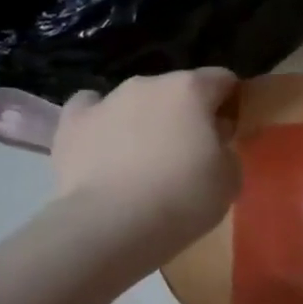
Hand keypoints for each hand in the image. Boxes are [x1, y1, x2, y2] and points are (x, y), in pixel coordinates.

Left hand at [49, 69, 241, 264]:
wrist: (112, 224)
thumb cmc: (184, 197)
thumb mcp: (230, 177)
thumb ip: (226, 148)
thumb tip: (212, 140)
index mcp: (191, 89)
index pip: (222, 79)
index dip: (231, 102)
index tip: (231, 130)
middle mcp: (148, 84)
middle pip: (177, 89)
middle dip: (187, 113)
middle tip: (191, 151)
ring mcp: (106, 100)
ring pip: (135, 100)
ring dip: (146, 119)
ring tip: (146, 158)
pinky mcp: (71, 123)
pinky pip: (91, 110)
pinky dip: (102, 123)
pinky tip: (106, 145)